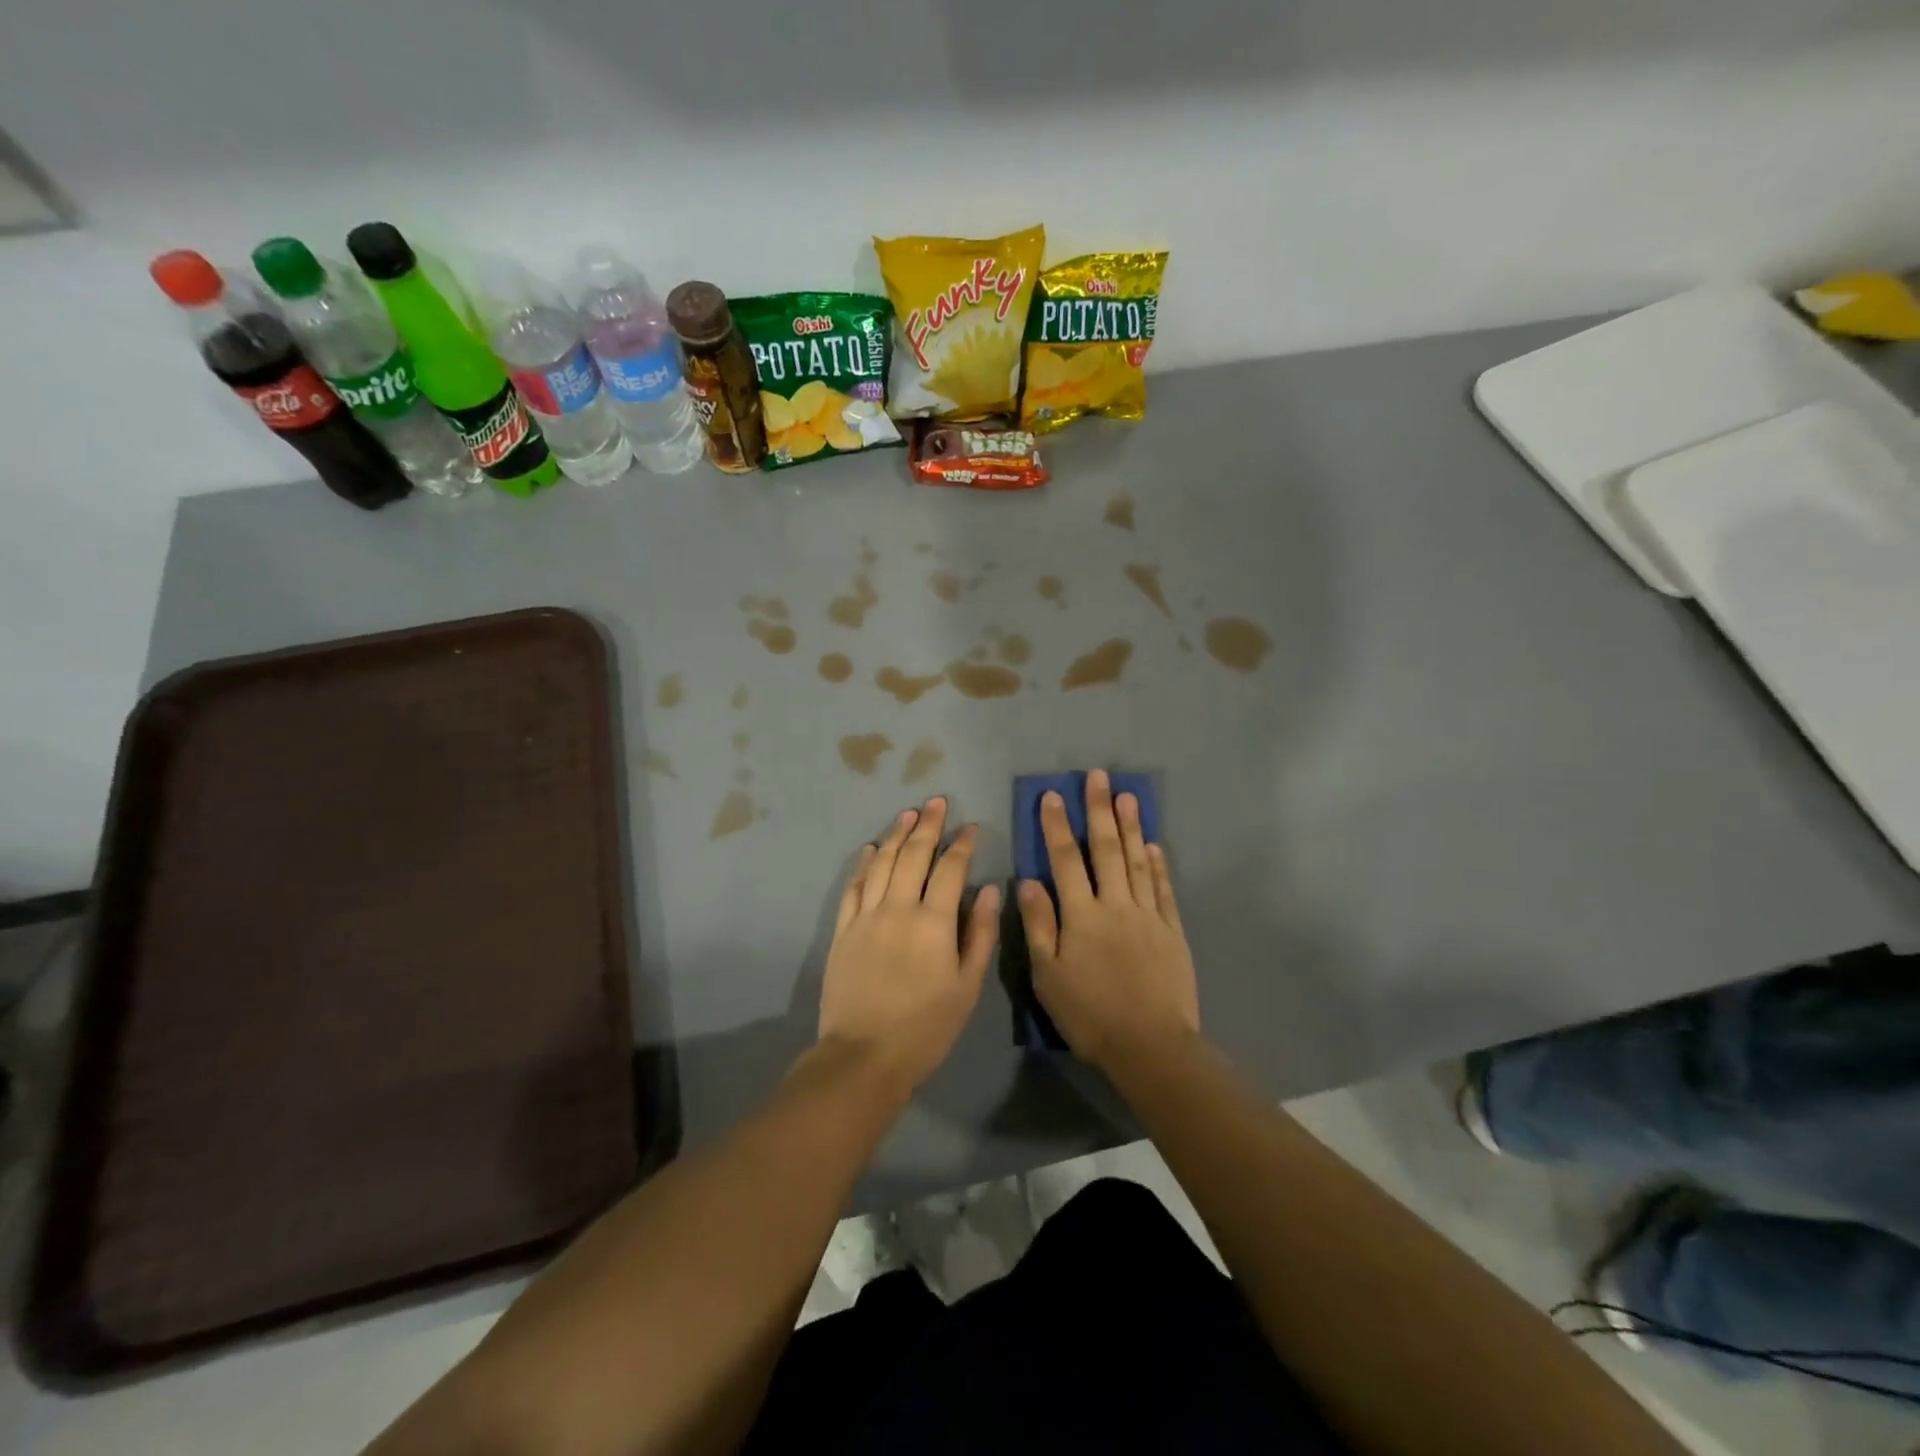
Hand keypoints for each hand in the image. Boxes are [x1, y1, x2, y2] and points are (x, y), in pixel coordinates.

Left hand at [820, 798, 1000, 1093]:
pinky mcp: (843, 929)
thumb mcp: (967, 987)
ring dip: (896, 834)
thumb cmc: (926, 1027)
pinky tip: (869, 849)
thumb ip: (979, 934)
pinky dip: (863, 864)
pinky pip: (853, 886)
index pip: (951, 868)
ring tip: (908, 814)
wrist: (864, 1056)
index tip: (971, 827)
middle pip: (913, 854)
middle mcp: (898, 908)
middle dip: (928, 825)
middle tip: (937, 802)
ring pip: (881, 862)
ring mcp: (866, 916)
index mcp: (933, 921)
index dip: (962, 843)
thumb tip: (988, 889)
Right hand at [1019, 769, 1199, 1072]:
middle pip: (1106, 849)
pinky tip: (1155, 844)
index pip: (1066, 860)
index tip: (1054, 795)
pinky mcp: (1172, 931)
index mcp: (1081, 915)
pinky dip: (1158, 864)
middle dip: (1100, 810)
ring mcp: (1148, 915)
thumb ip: (1038, 925)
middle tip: (1099, 776)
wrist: (1150, 1045)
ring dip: (1131, 826)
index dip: (1058, 826)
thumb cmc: (1090, 1013)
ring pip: (1137, 861)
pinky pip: (1163, 889)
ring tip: (1128, 796)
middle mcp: (1115, 904)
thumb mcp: (1047, 975)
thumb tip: (1029, 881)